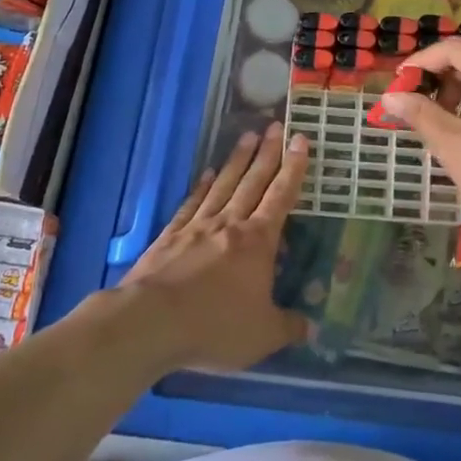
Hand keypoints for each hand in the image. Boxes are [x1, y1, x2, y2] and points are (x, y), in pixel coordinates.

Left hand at [117, 123, 311, 372]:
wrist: (150, 323)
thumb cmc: (215, 327)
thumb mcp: (263, 335)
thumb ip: (288, 327)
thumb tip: (310, 328)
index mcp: (258, 242)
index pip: (281, 196)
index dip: (294, 168)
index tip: (300, 139)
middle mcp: (230, 224)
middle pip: (253, 181)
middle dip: (268, 153)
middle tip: (276, 125)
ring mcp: (197, 227)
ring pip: (224, 185)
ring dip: (238, 161)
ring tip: (247, 136)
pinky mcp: (170, 237)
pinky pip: (192, 204)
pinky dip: (203, 186)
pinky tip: (208, 174)